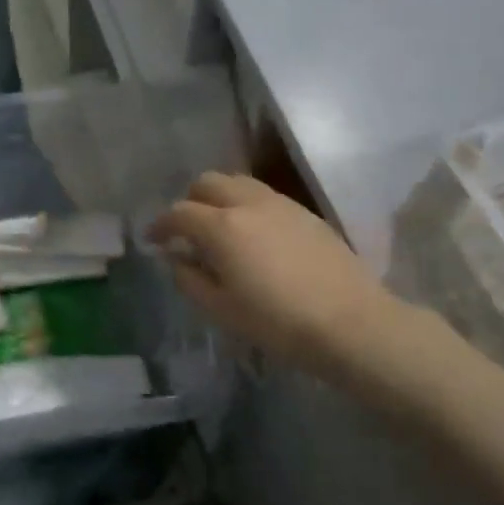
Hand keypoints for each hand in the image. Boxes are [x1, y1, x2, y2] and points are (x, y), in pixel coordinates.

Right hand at [148, 173, 407, 374]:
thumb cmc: (278, 323)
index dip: (160, 225)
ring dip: (219, 197)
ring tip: (220, 227)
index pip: (179, 213)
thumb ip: (190, 278)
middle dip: (190, 201)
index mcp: (222, 226)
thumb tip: (175, 257)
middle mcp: (247, 203)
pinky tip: (254, 234)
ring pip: (238, 182)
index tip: (153, 240)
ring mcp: (280, 203)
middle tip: (186, 230)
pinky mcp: (304, 212)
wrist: (350, 323)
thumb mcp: (222, 309)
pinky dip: (246, 204)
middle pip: (208, 182)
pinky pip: (263, 195)